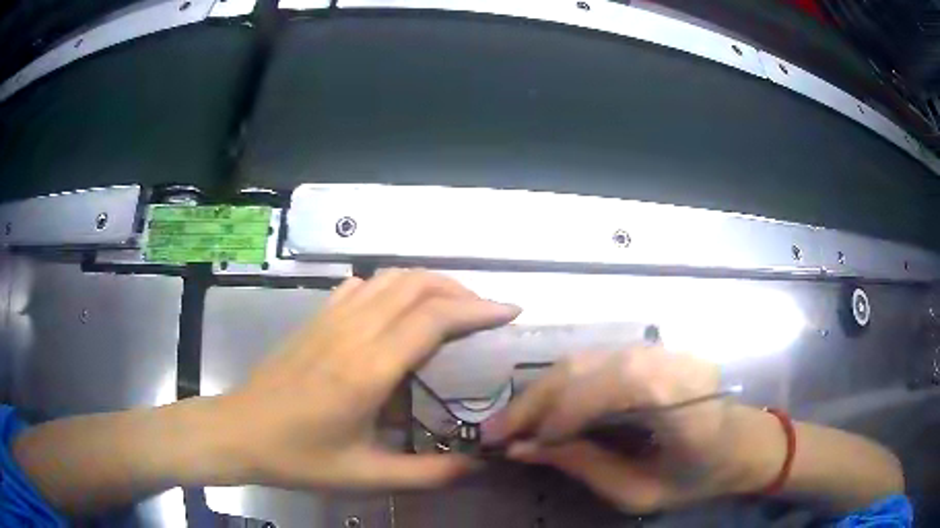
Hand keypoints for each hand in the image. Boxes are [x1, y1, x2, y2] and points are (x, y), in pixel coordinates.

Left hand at [211, 270, 519, 489]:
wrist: (239, 431)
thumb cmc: (299, 457)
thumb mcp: (366, 476)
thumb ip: (428, 474)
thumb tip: (477, 466)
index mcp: (368, 369)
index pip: (434, 318)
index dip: (478, 308)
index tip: (509, 311)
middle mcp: (352, 332)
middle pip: (416, 284)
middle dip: (460, 290)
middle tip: (485, 313)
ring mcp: (330, 318)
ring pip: (390, 277)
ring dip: (428, 283)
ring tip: (452, 307)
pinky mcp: (315, 318)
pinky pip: (362, 286)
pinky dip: (391, 287)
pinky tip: (397, 312)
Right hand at [481, 346, 783, 512]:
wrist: (744, 443)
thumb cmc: (700, 476)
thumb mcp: (641, 492)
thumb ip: (584, 466)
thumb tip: (523, 448)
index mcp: (683, 397)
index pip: (612, 385)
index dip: (562, 412)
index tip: (520, 444)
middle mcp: (671, 360)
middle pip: (589, 365)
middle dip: (536, 399)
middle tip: (496, 431)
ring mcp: (663, 349)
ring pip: (586, 358)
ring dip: (543, 390)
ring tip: (513, 422)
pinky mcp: (653, 351)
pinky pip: (596, 362)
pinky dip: (563, 385)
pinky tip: (545, 408)